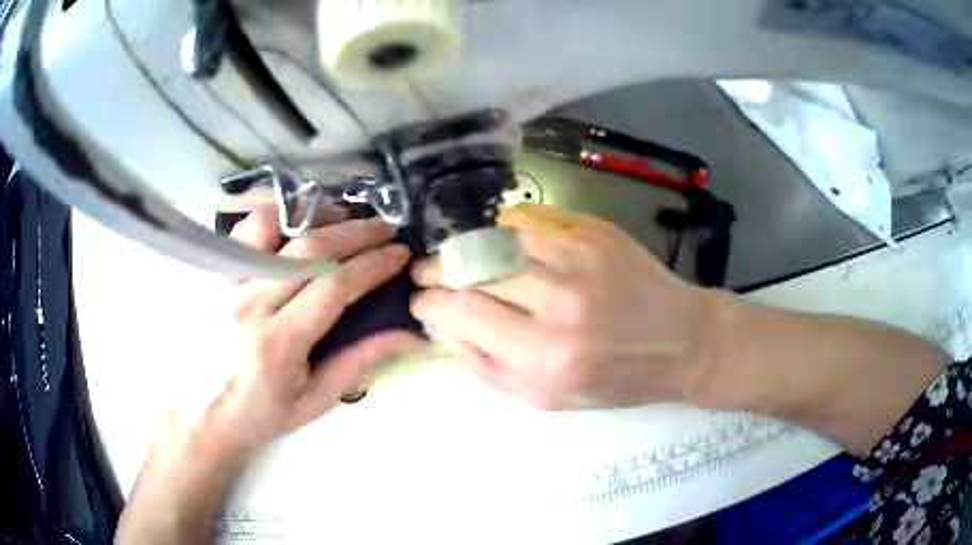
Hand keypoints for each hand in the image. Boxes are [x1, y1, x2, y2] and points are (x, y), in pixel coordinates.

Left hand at [201, 204, 425, 457]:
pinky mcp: (214, 275)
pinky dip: (277, 216)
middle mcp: (249, 306)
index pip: (333, 287)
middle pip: (309, 251)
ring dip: (316, 216)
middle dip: (357, 234)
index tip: (400, 253)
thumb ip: (360, 362)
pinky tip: (299, 221)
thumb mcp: (316, 400)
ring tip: (346, 216)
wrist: (205, 414)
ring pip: (275, 228)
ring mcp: (226, 284)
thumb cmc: (263, 414)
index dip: (373, 264)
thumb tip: (408, 333)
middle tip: (387, 228)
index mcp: (278, 344)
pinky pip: (245, 230)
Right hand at [410, 204, 716, 409]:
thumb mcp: (546, 398)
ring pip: (497, 240)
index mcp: (546, 357)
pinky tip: (498, 246)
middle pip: (472, 269)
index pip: (461, 313)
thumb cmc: (616, 379)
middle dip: (436, 270)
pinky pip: (530, 222)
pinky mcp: (595, 231)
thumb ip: (486, 367)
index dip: (428, 304)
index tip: (419, 302)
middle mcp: (561, 303)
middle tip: (426, 274)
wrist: (682, 341)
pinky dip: (503, 233)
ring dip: (465, 249)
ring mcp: (580, 258)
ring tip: (457, 259)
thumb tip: (442, 329)